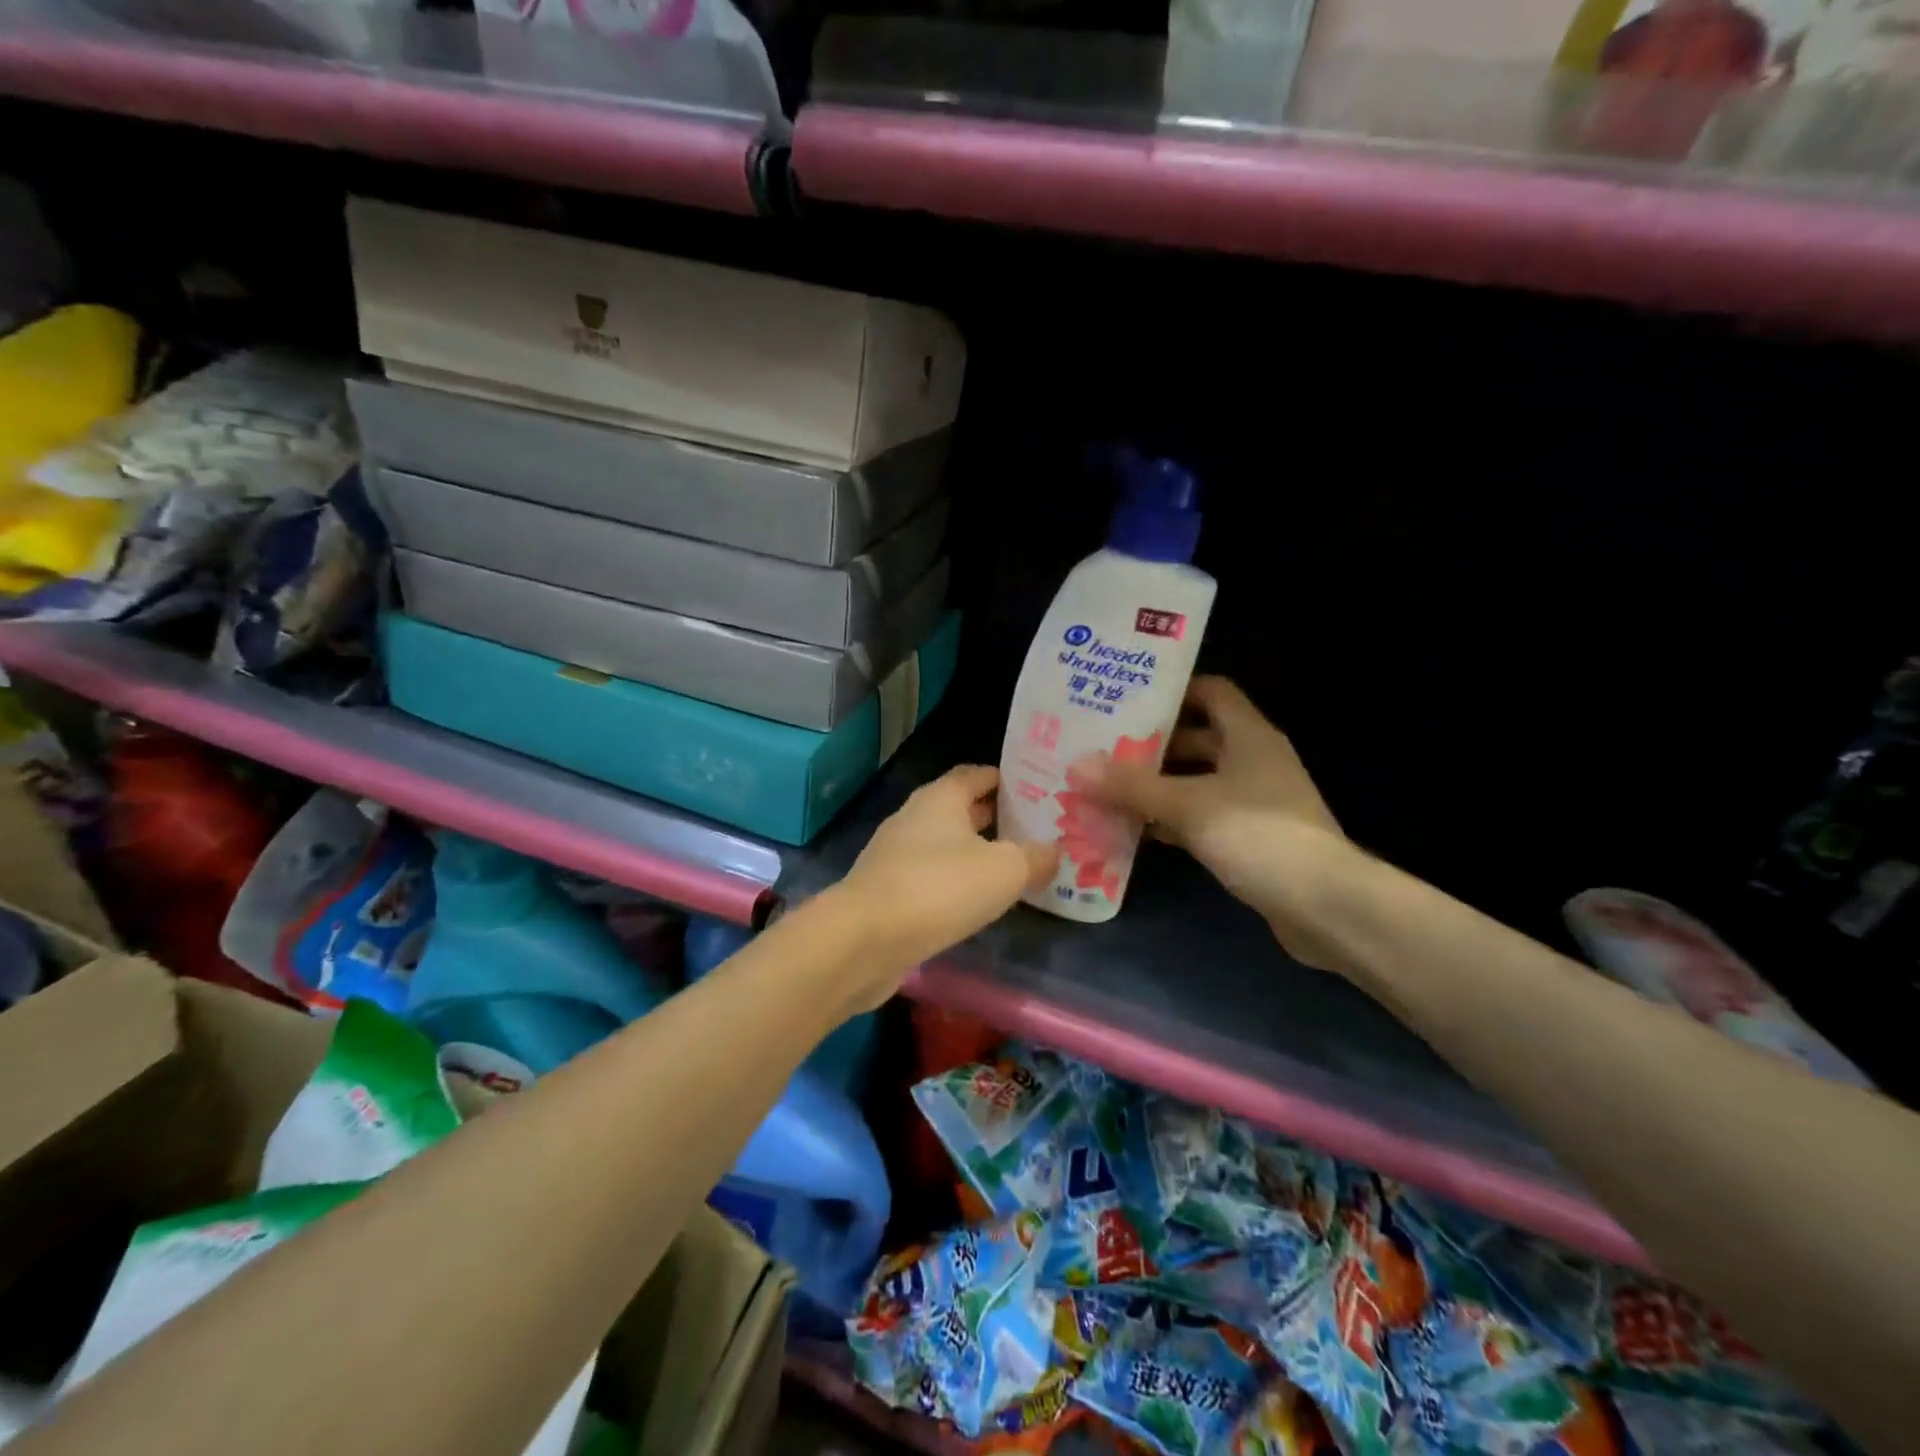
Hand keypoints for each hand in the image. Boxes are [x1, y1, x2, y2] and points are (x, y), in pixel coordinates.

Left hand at [835, 765, 1057, 987]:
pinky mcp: (886, 890)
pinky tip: (975, 902)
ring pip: (944, 844)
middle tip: (1034, 831)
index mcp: (940, 798)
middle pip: (960, 809)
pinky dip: (953, 882)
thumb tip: (1053, 851)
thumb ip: (1035, 857)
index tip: (1036, 791)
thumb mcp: (1005, 870)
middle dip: (995, 818)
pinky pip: (929, 876)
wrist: (865, 939)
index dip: (1005, 779)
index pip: (975, 774)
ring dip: (974, 852)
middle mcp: (914, 817)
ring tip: (1012, 868)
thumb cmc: (940, 888)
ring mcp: (895, 854)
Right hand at [1073, 677, 1356, 973]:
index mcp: (1248, 736)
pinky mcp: (1250, 839)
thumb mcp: (1188, 805)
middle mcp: (1253, 761)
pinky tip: (1133, 830)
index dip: (1172, 690)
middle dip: (1151, 743)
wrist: (1324, 907)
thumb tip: (1076, 766)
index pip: (1211, 692)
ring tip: (1105, 786)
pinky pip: (1201, 818)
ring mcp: (1254, 802)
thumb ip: (1132, 785)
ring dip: (1157, 785)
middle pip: (1197, 737)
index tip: (1126, 699)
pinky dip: (1170, 820)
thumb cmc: (1258, 835)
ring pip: (1196, 781)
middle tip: (1101, 746)